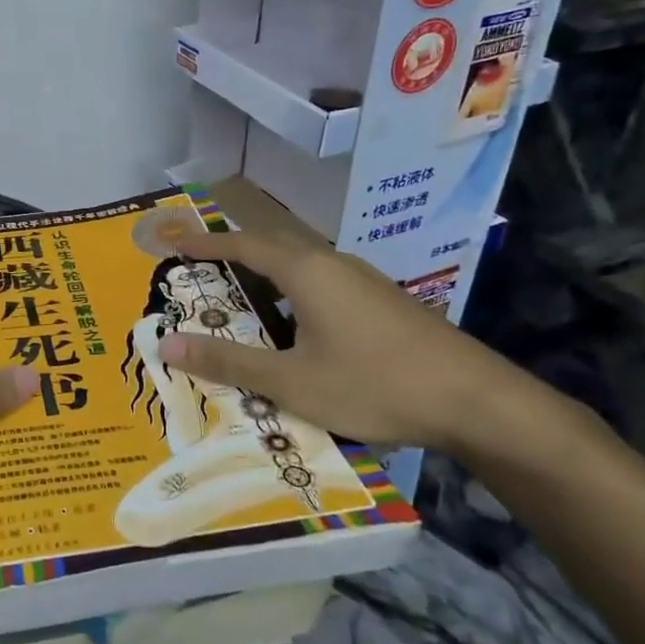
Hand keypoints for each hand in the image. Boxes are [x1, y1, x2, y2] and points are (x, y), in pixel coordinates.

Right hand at [157, 228, 535, 456]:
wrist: (477, 402)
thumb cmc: (374, 384)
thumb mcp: (291, 381)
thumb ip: (228, 362)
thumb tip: (167, 344)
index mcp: (307, 272)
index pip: (244, 245)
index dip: (207, 243)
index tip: (175, 242)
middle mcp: (335, 265)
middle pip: (273, 246)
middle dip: (234, 252)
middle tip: (200, 266)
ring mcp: (365, 281)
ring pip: (302, 265)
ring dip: (266, 272)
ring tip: (240, 295)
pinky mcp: (384, 302)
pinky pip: (324, 283)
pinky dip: (293, 291)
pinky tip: (296, 324)